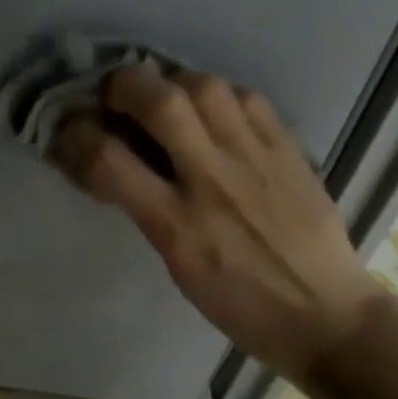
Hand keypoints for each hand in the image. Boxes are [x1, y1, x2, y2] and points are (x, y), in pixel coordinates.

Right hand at [52, 66, 382, 382]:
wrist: (329, 317)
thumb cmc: (241, 305)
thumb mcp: (176, 265)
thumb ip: (144, 205)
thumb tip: (112, 155)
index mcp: (178, 225)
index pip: (109, 160)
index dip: (75, 134)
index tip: (68, 126)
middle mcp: (213, 181)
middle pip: (159, 102)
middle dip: (123, 84)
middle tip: (116, 93)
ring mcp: (255, 158)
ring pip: (204, 86)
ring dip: (173, 81)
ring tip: (168, 94)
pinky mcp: (288, 147)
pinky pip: (247, 96)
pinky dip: (220, 93)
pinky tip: (215, 108)